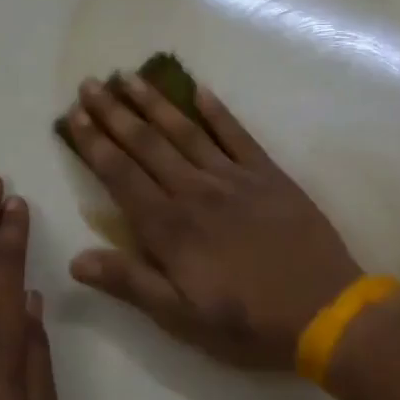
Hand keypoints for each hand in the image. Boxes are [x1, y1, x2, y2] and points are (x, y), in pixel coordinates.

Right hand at [61, 75, 362, 368]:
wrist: (325, 311)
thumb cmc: (247, 323)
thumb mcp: (181, 317)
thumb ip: (130, 283)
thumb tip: (76, 260)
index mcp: (170, 228)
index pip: (120, 175)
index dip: (94, 143)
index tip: (73, 115)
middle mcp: (195, 192)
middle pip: (147, 144)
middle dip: (115, 112)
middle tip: (91, 83)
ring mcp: (234, 179)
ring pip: (185, 131)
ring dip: (155, 102)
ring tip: (130, 77)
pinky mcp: (269, 176)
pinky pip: (238, 135)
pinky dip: (217, 111)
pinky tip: (200, 90)